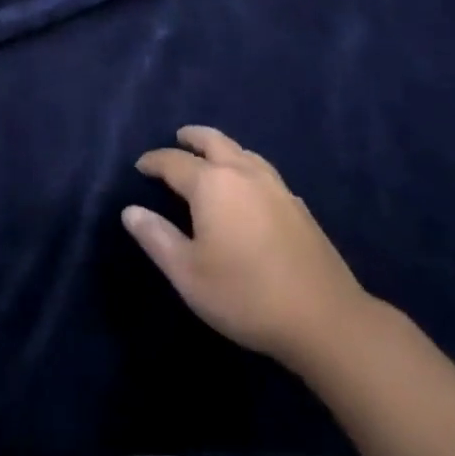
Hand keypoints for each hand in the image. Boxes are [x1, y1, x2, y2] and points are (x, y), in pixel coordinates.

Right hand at [124, 127, 367, 366]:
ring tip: (211, 156)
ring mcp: (276, 187)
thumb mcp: (188, 273)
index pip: (174, 161)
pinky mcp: (298, 206)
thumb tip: (130, 210)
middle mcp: (243, 174)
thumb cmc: (245, 295)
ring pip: (243, 152)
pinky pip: (263, 171)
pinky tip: (249, 187)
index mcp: (211, 184)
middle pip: (214, 141)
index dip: (154, 161)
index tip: (140, 166)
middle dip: (192, 137)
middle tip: (178, 138)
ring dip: (222, 148)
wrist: (324, 318)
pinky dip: (246, 167)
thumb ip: (156, 238)